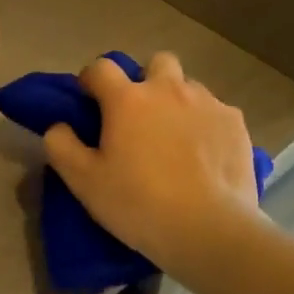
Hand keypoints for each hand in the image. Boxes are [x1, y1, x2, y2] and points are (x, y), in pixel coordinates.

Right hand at [43, 53, 261, 278]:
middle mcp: (168, 89)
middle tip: (141, 116)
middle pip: (156, 62)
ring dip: (178, 102)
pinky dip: (206, 125)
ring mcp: (206, 103)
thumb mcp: (84, 183)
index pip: (101, 67)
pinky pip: (216, 111)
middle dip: (146, 80)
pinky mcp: (235, 122)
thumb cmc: (140, 204)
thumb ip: (61, 146)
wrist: (210, 230)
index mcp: (127, 99)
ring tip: (176, 139)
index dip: (91, 79)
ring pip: (188, 87)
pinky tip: (206, 156)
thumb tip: (59, 125)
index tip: (90, 101)